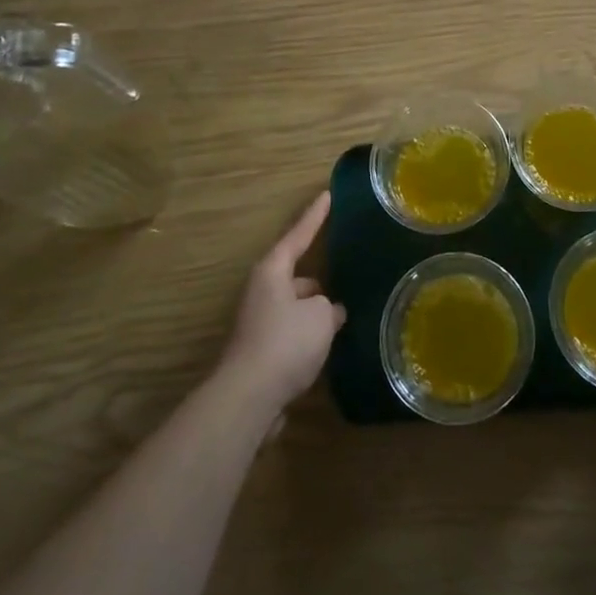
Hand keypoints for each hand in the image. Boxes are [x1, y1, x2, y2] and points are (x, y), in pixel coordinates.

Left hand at [219, 192, 346, 415]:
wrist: (248, 400)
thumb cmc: (285, 343)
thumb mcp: (321, 315)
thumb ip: (330, 306)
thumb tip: (330, 311)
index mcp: (273, 271)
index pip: (299, 234)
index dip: (316, 215)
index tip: (328, 194)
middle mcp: (262, 291)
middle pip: (296, 274)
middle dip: (320, 277)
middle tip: (347, 272)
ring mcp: (259, 323)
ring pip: (296, 306)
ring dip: (316, 310)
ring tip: (346, 313)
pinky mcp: (261, 352)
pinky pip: (292, 332)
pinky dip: (310, 335)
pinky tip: (330, 344)